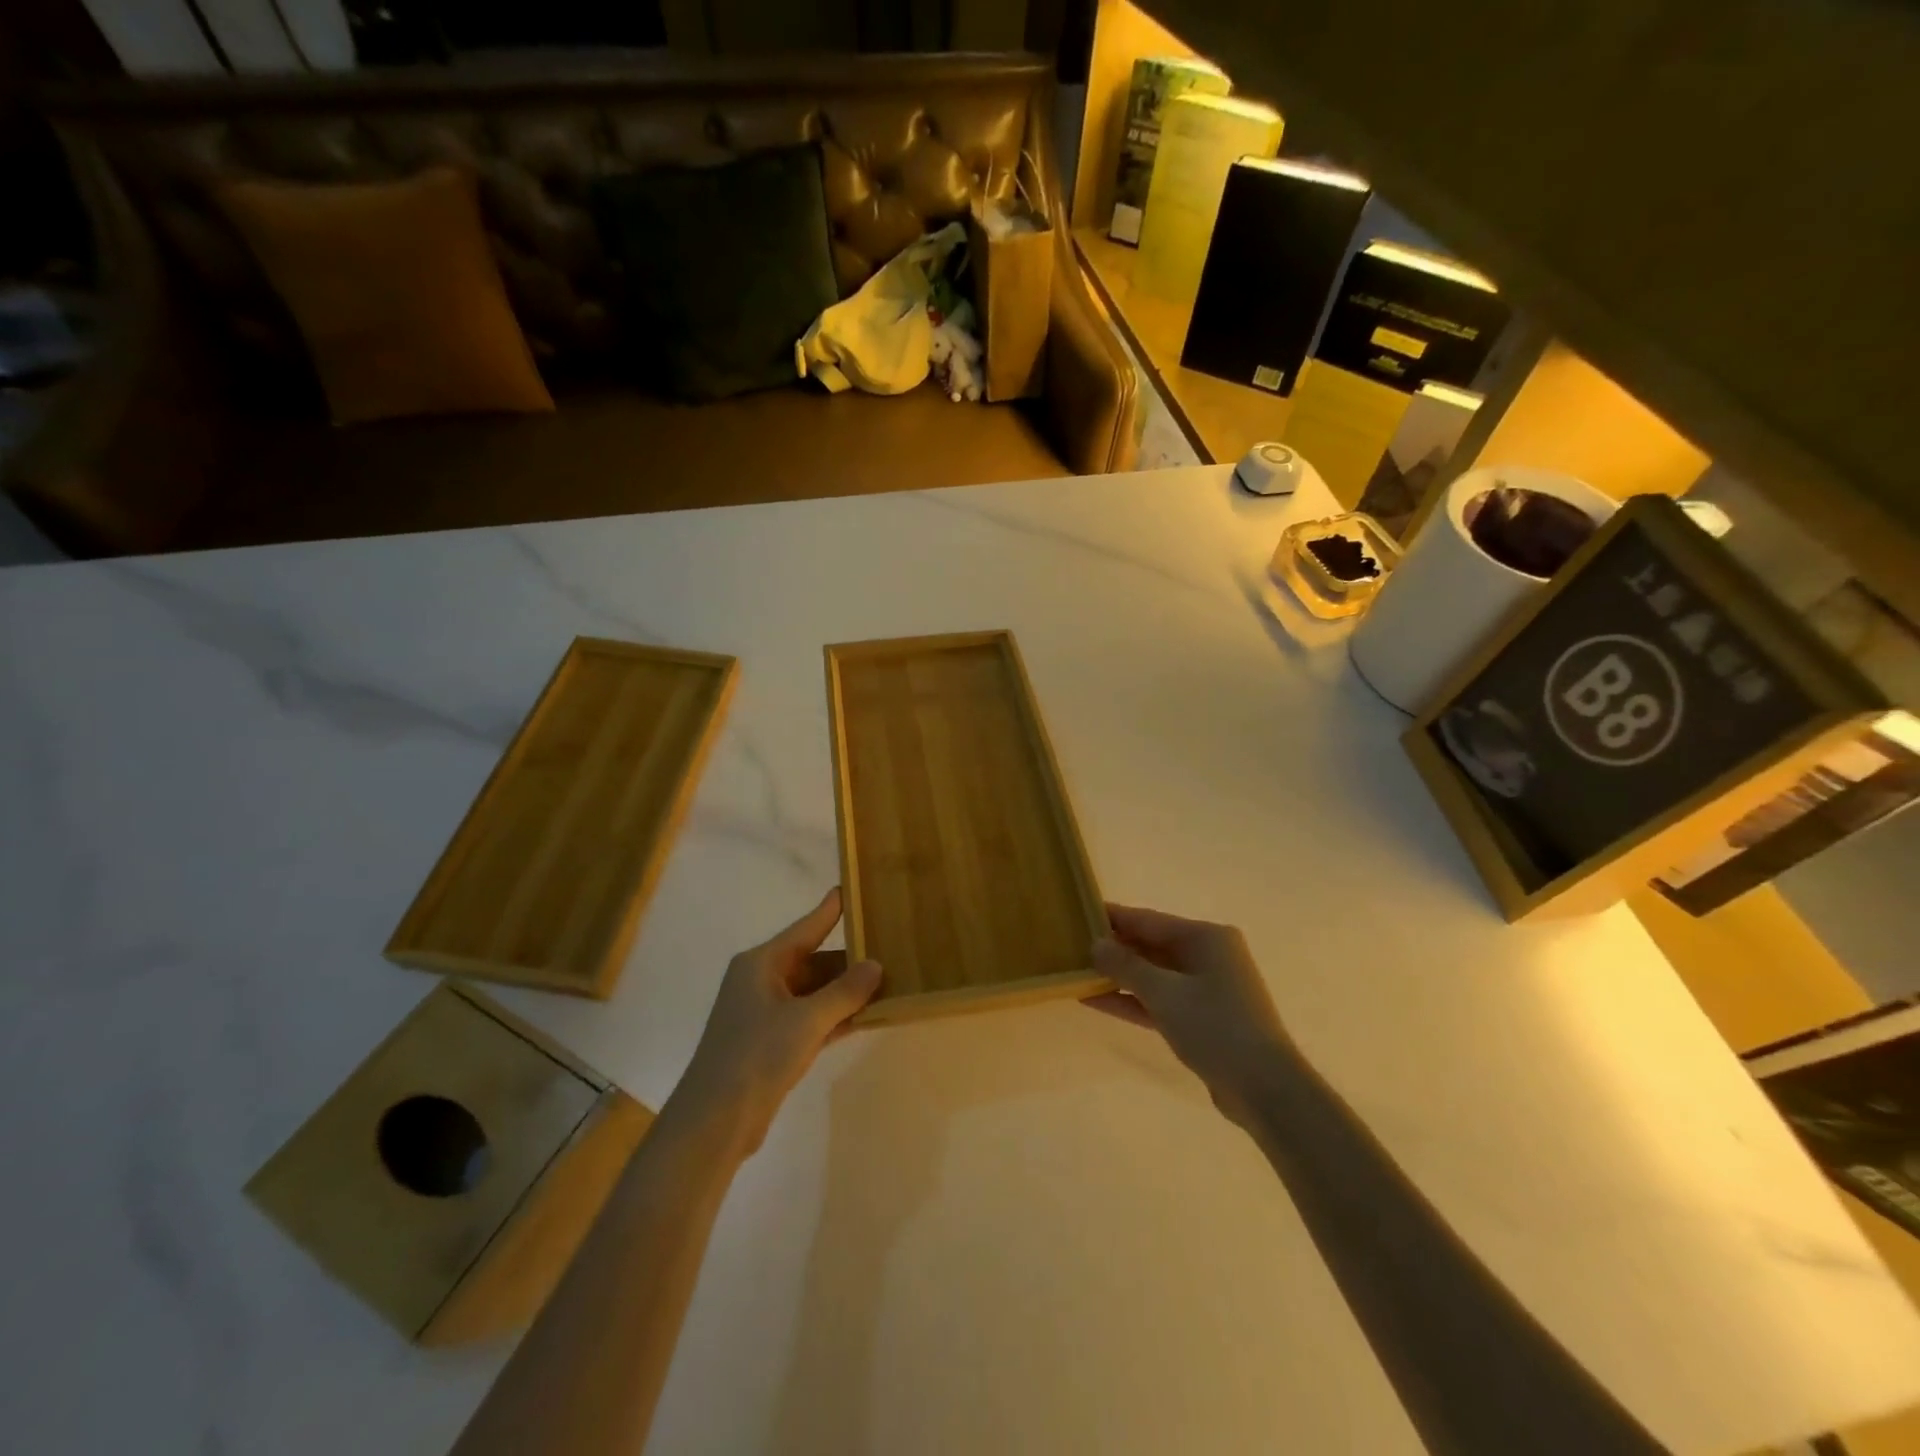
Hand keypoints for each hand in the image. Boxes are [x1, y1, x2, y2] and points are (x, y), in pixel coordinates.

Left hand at [673, 887, 881, 1155]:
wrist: (715, 1120)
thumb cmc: (756, 1055)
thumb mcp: (807, 1020)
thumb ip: (845, 992)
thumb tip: (875, 965)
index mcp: (761, 963)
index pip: (805, 928)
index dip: (830, 910)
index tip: (850, 889)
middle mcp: (762, 981)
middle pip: (813, 961)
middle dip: (849, 960)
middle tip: (889, 949)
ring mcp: (766, 1014)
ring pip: (815, 992)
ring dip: (846, 992)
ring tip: (888, 981)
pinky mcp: (772, 1043)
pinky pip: (812, 1019)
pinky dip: (836, 1017)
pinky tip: (868, 1016)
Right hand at [1087, 903, 1292, 1131]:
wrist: (1265, 1089)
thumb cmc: (1216, 1027)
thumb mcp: (1164, 993)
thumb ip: (1126, 966)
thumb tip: (1096, 944)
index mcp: (1206, 937)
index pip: (1148, 920)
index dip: (1113, 917)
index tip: (1080, 912)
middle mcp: (1208, 956)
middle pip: (1151, 945)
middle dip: (1114, 949)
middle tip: (1071, 945)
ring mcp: (1206, 989)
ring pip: (1153, 975)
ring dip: (1119, 976)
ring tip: (1077, 972)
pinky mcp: (1202, 1019)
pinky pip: (1159, 1000)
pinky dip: (1132, 1000)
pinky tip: (1096, 1000)